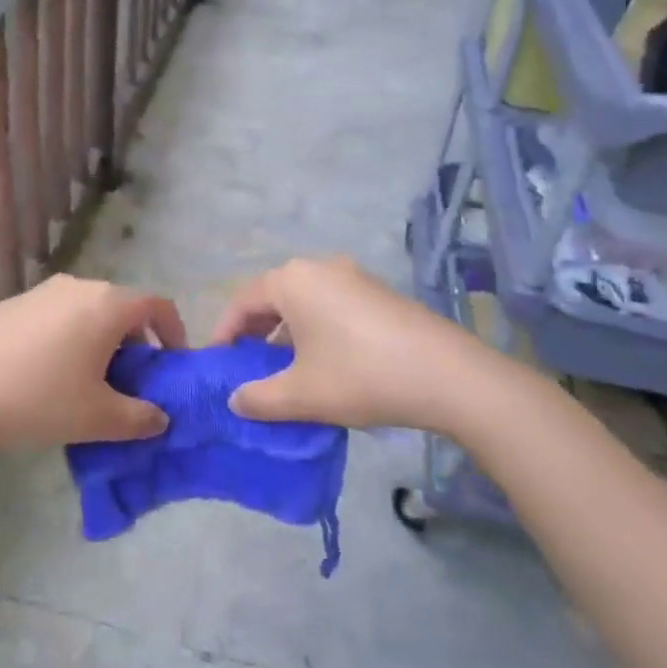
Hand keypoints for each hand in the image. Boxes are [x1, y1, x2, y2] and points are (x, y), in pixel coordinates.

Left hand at [0, 274, 184, 451]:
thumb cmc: (38, 399)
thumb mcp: (97, 419)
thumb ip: (140, 418)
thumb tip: (160, 418)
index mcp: (107, 305)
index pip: (157, 305)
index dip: (173, 333)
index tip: (170, 365)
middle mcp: (78, 287)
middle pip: (122, 306)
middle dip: (134, 341)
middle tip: (130, 381)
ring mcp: (41, 292)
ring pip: (87, 311)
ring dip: (99, 340)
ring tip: (87, 381)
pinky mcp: (12, 304)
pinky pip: (56, 315)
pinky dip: (67, 337)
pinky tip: (46, 374)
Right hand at [214, 257, 484, 432]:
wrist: (449, 375)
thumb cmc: (361, 376)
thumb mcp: (301, 394)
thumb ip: (258, 398)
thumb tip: (235, 400)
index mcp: (292, 280)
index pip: (242, 301)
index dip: (224, 332)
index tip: (217, 363)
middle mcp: (319, 267)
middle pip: (273, 296)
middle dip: (255, 331)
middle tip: (247, 366)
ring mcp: (354, 276)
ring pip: (304, 301)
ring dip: (287, 331)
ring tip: (284, 368)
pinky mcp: (379, 292)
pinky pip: (331, 305)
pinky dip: (316, 328)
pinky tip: (326, 362)